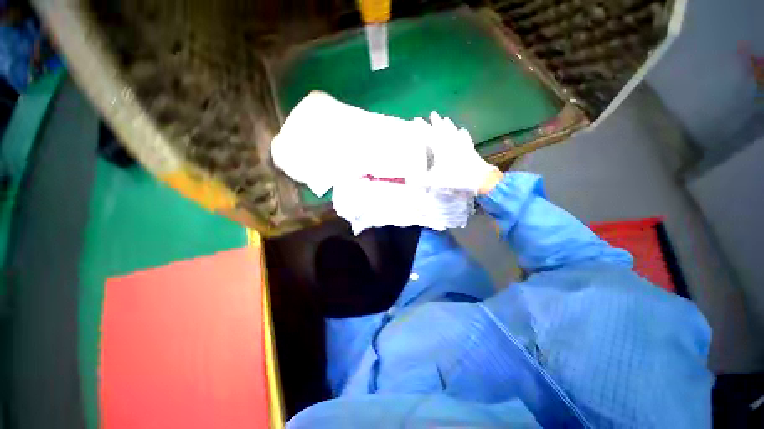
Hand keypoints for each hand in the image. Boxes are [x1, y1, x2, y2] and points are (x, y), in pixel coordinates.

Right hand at [417, 112, 498, 193]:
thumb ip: (422, 181)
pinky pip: (465, 138)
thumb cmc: (455, 178)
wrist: (479, 179)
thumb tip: (411, 182)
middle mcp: (451, 143)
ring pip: (454, 131)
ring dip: (448, 125)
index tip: (416, 120)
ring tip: (446, 118)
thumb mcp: (435, 181)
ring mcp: (462, 145)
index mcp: (440, 148)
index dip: (422, 127)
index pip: (428, 134)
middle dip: (436, 121)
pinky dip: (462, 134)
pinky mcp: (470, 149)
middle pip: (442, 129)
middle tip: (432, 113)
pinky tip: (462, 130)